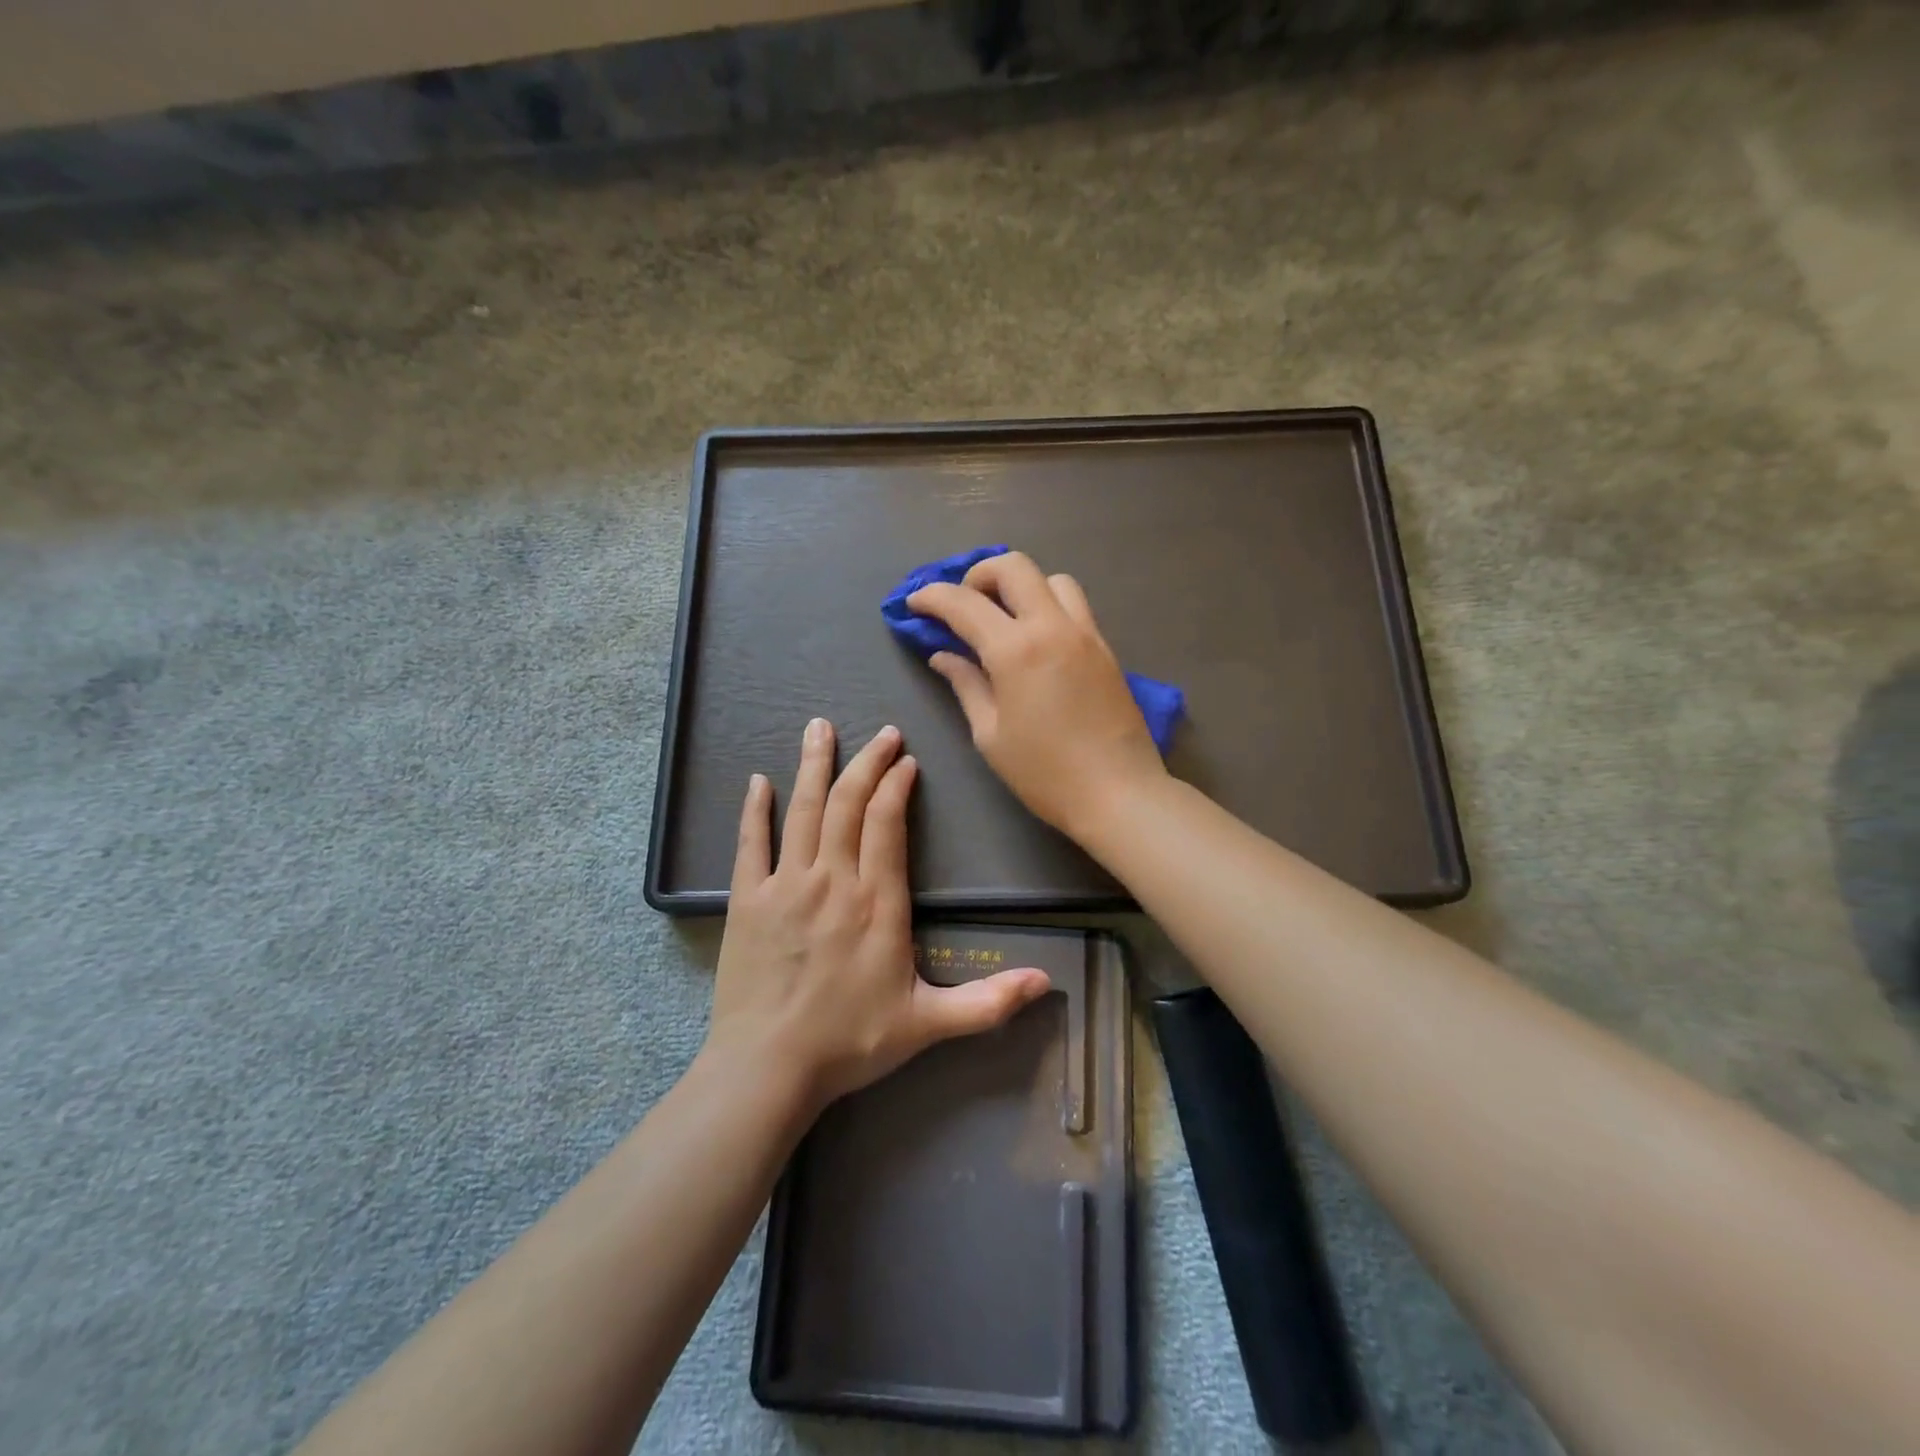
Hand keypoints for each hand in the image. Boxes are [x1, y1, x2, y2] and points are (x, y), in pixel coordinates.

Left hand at [707, 718, 1050, 1108]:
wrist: (768, 1069)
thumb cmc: (850, 1043)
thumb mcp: (928, 1026)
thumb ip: (987, 1002)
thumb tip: (1046, 982)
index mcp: (877, 902)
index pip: (888, 824)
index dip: (897, 785)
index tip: (906, 761)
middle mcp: (833, 880)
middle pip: (849, 804)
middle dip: (867, 762)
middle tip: (882, 733)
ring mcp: (785, 886)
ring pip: (803, 810)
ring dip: (814, 766)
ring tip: (820, 728)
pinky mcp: (746, 900)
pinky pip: (750, 843)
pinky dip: (754, 809)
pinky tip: (758, 781)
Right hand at [908, 551, 1168, 837]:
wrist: (1118, 793)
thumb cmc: (1044, 773)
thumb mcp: (990, 734)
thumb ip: (966, 685)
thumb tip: (943, 656)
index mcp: (1016, 650)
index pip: (964, 603)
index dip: (932, 597)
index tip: (914, 603)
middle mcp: (1052, 627)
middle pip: (1013, 566)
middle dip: (978, 575)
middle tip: (962, 605)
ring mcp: (1085, 633)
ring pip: (1051, 579)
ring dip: (1020, 586)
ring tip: (1004, 619)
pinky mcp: (1105, 648)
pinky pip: (1074, 606)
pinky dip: (1047, 605)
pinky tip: (1036, 640)